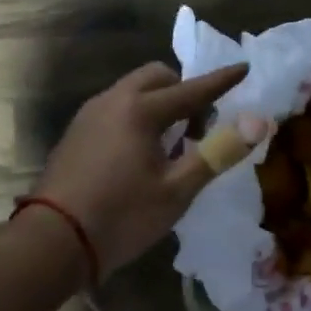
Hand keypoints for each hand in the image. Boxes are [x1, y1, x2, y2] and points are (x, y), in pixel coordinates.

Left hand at [32, 62, 266, 277]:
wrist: (52, 243)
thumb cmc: (122, 216)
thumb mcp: (178, 190)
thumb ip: (219, 152)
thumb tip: (257, 123)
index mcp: (140, 110)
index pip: (192, 89)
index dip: (222, 81)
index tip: (244, 67)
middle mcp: (112, 101)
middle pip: (157, 78)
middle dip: (184, 90)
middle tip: (200, 124)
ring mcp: (89, 115)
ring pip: (133, 91)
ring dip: (159, 103)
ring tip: (173, 141)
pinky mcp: (76, 133)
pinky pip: (116, 108)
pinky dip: (137, 115)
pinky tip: (142, 152)